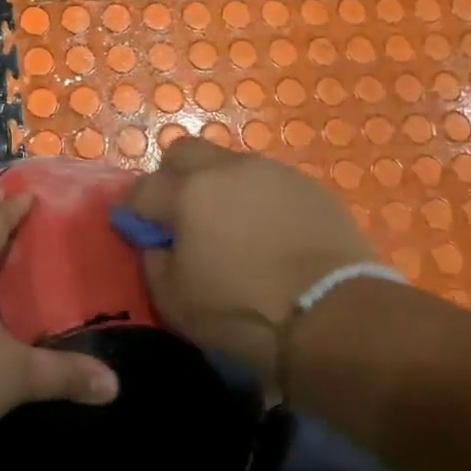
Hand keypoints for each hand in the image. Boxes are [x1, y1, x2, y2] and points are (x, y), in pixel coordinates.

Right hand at [124, 138, 376, 381]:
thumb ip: (153, 261)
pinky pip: (269, 183)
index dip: (134, 211)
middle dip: (173, 178)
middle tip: (182, 216)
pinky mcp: (310, 187)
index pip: (141, 189)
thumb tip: (156, 243)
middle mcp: (225, 169)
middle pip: (183, 152)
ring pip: (228, 164)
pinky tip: (271, 234)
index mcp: (186, 193)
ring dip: (219, 187)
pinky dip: (258, 200)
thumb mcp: (174, 300)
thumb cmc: (243, 311)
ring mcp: (271, 173)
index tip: (140, 233)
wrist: (337, 318)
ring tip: (233, 227)